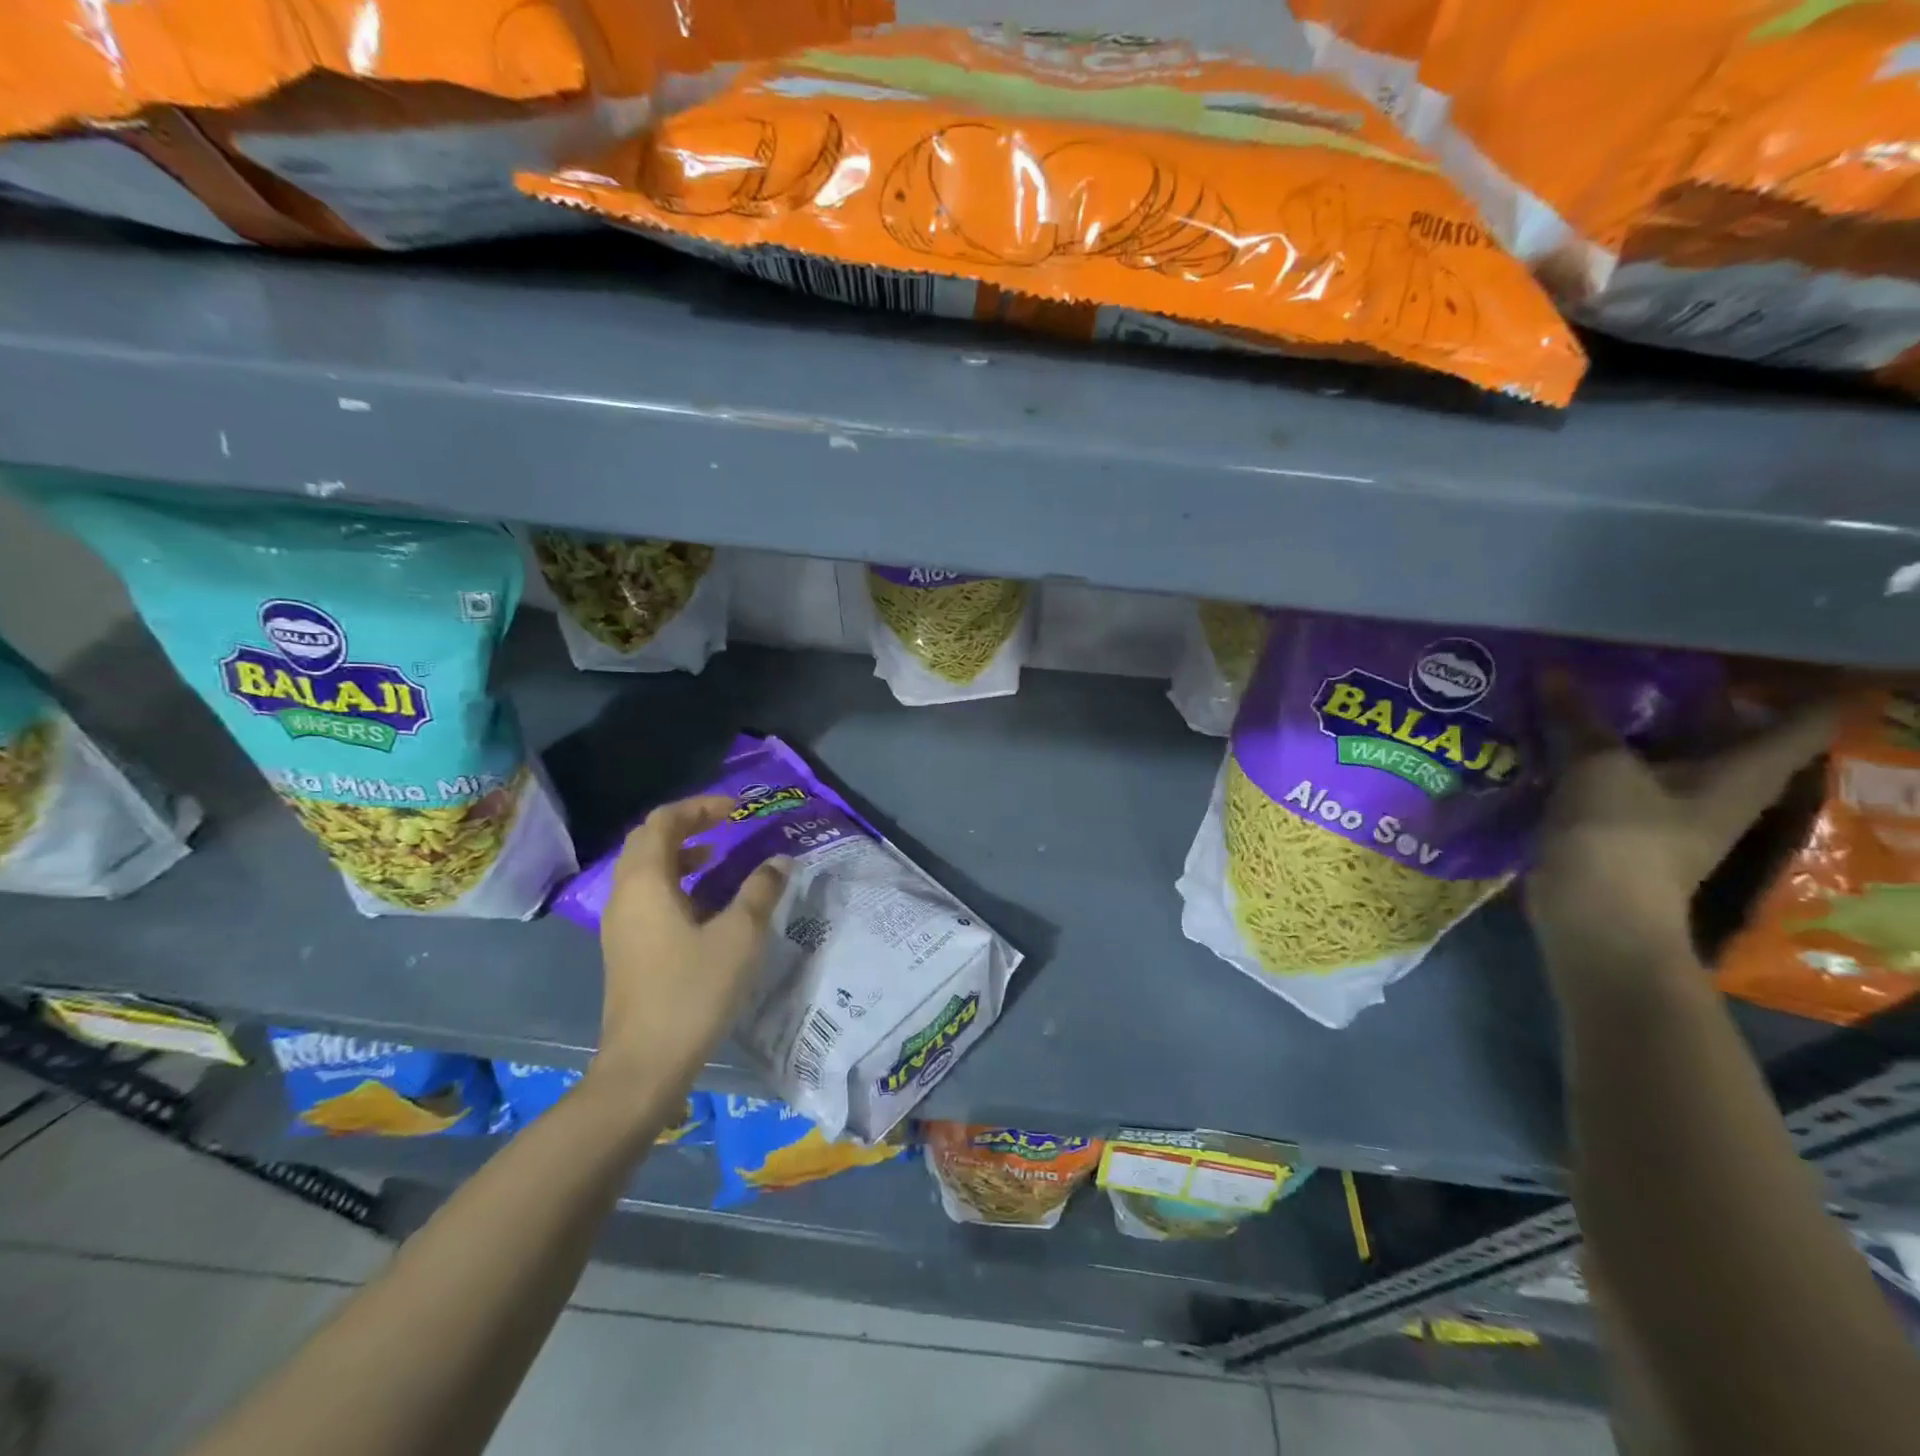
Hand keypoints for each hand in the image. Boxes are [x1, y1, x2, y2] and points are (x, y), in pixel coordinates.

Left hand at [590, 794, 790, 1096]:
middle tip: (727, 824)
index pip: (663, 821)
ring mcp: (621, 924)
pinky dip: (676, 880)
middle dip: (688, 824)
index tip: (737, 810)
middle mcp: (625, 895)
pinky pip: (648, 894)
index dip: (700, 807)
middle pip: (649, 840)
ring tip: (719, 854)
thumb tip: (779, 861)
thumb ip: (760, 891)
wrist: (646, 1064)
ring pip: (646, 868)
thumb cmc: (693, 991)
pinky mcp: (627, 948)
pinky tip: (706, 901)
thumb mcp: (740, 936)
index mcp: (645, 882)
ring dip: (680, 852)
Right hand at [1527, 676, 1835, 971]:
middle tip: (1649, 657)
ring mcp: (1673, 811)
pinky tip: (1564, 736)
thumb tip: (1552, 672)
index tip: (1756, 652)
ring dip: (1635, 727)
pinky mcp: (1626, 826)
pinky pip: (1622, 777)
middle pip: (1725, 732)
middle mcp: (1721, 789)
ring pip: (1666, 754)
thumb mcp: (1598, 767)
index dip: (1796, 683)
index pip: (1802, 719)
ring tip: (1596, 688)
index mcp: (1744, 772)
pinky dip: (1601, 755)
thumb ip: (1577, 718)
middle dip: (1691, 697)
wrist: (1594, 916)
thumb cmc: (1621, 836)